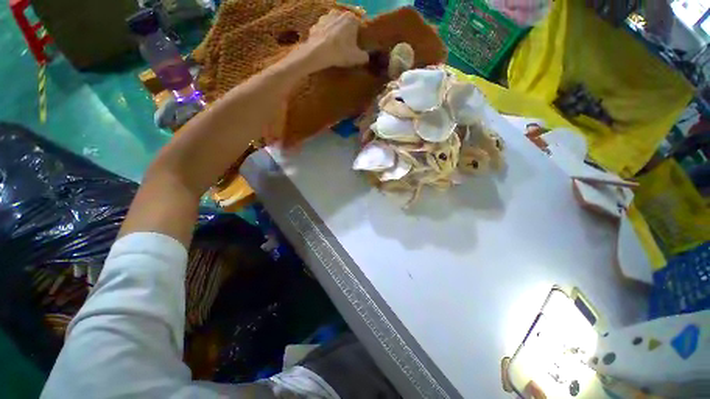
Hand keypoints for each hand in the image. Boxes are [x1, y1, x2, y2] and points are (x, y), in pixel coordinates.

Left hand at [303, 10, 368, 69]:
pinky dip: (324, 38)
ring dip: (334, 34)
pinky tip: (325, 48)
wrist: (319, 52)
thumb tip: (366, 56)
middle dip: (345, 33)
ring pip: (333, 26)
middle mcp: (338, 13)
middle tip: (345, 47)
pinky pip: (322, 32)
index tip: (356, 45)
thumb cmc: (341, 52)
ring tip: (334, 47)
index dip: (358, 36)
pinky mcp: (315, 25)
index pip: (358, 25)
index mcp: (351, 18)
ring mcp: (325, 18)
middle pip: (345, 24)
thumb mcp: (357, 57)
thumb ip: (365, 56)